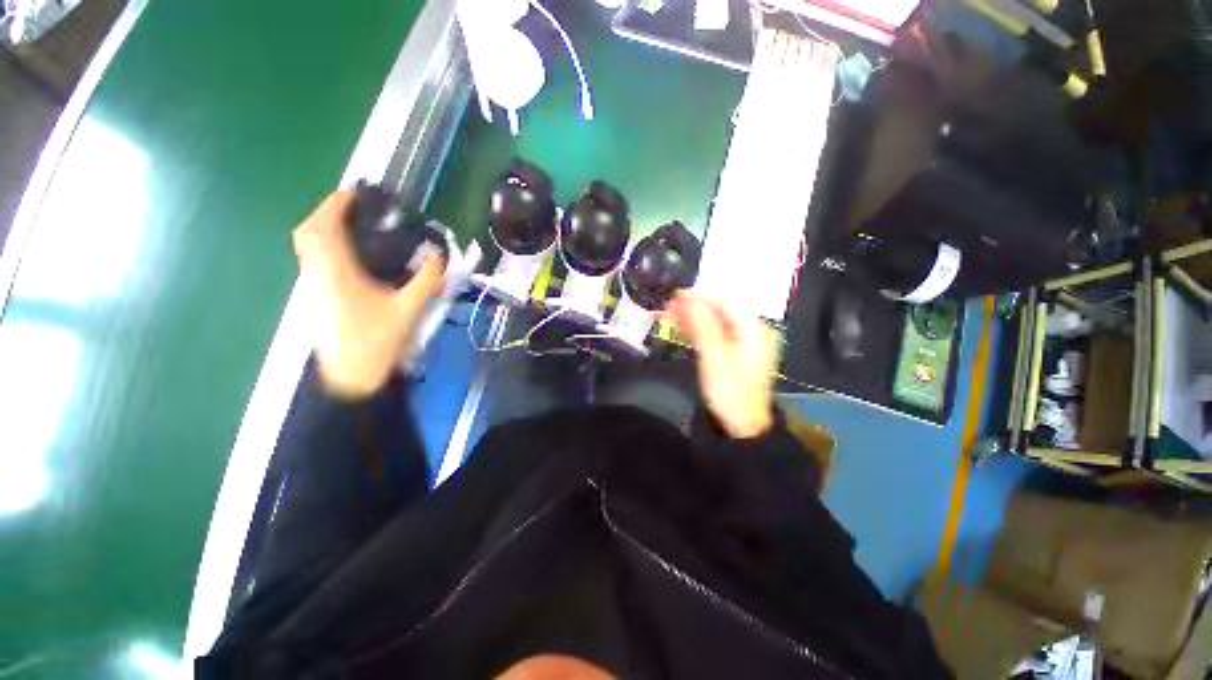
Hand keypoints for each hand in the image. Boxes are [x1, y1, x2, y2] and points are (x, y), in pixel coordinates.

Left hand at [293, 191, 444, 399]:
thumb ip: (426, 282)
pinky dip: (324, 247)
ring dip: (323, 229)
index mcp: (337, 273)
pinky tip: (349, 257)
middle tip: (353, 210)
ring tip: (352, 228)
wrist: (351, 378)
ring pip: (307, 248)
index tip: (353, 194)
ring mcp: (314, 287)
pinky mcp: (318, 298)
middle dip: (325, 214)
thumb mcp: (408, 311)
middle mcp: (319, 275)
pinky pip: (313, 261)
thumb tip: (440, 257)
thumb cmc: (377, 342)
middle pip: (308, 234)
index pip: (325, 228)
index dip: (335, 205)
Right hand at [668, 292, 778, 438]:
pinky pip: (716, 335)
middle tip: (669, 305)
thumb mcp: (715, 357)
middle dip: (695, 307)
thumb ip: (703, 325)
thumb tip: (689, 298)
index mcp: (755, 330)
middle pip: (721, 311)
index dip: (701, 296)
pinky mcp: (734, 354)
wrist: (741, 426)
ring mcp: (744, 343)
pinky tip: (682, 327)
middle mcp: (752, 332)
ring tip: (670, 315)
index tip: (677, 295)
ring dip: (694, 318)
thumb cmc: (730, 392)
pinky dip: (699, 330)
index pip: (727, 302)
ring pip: (716, 322)